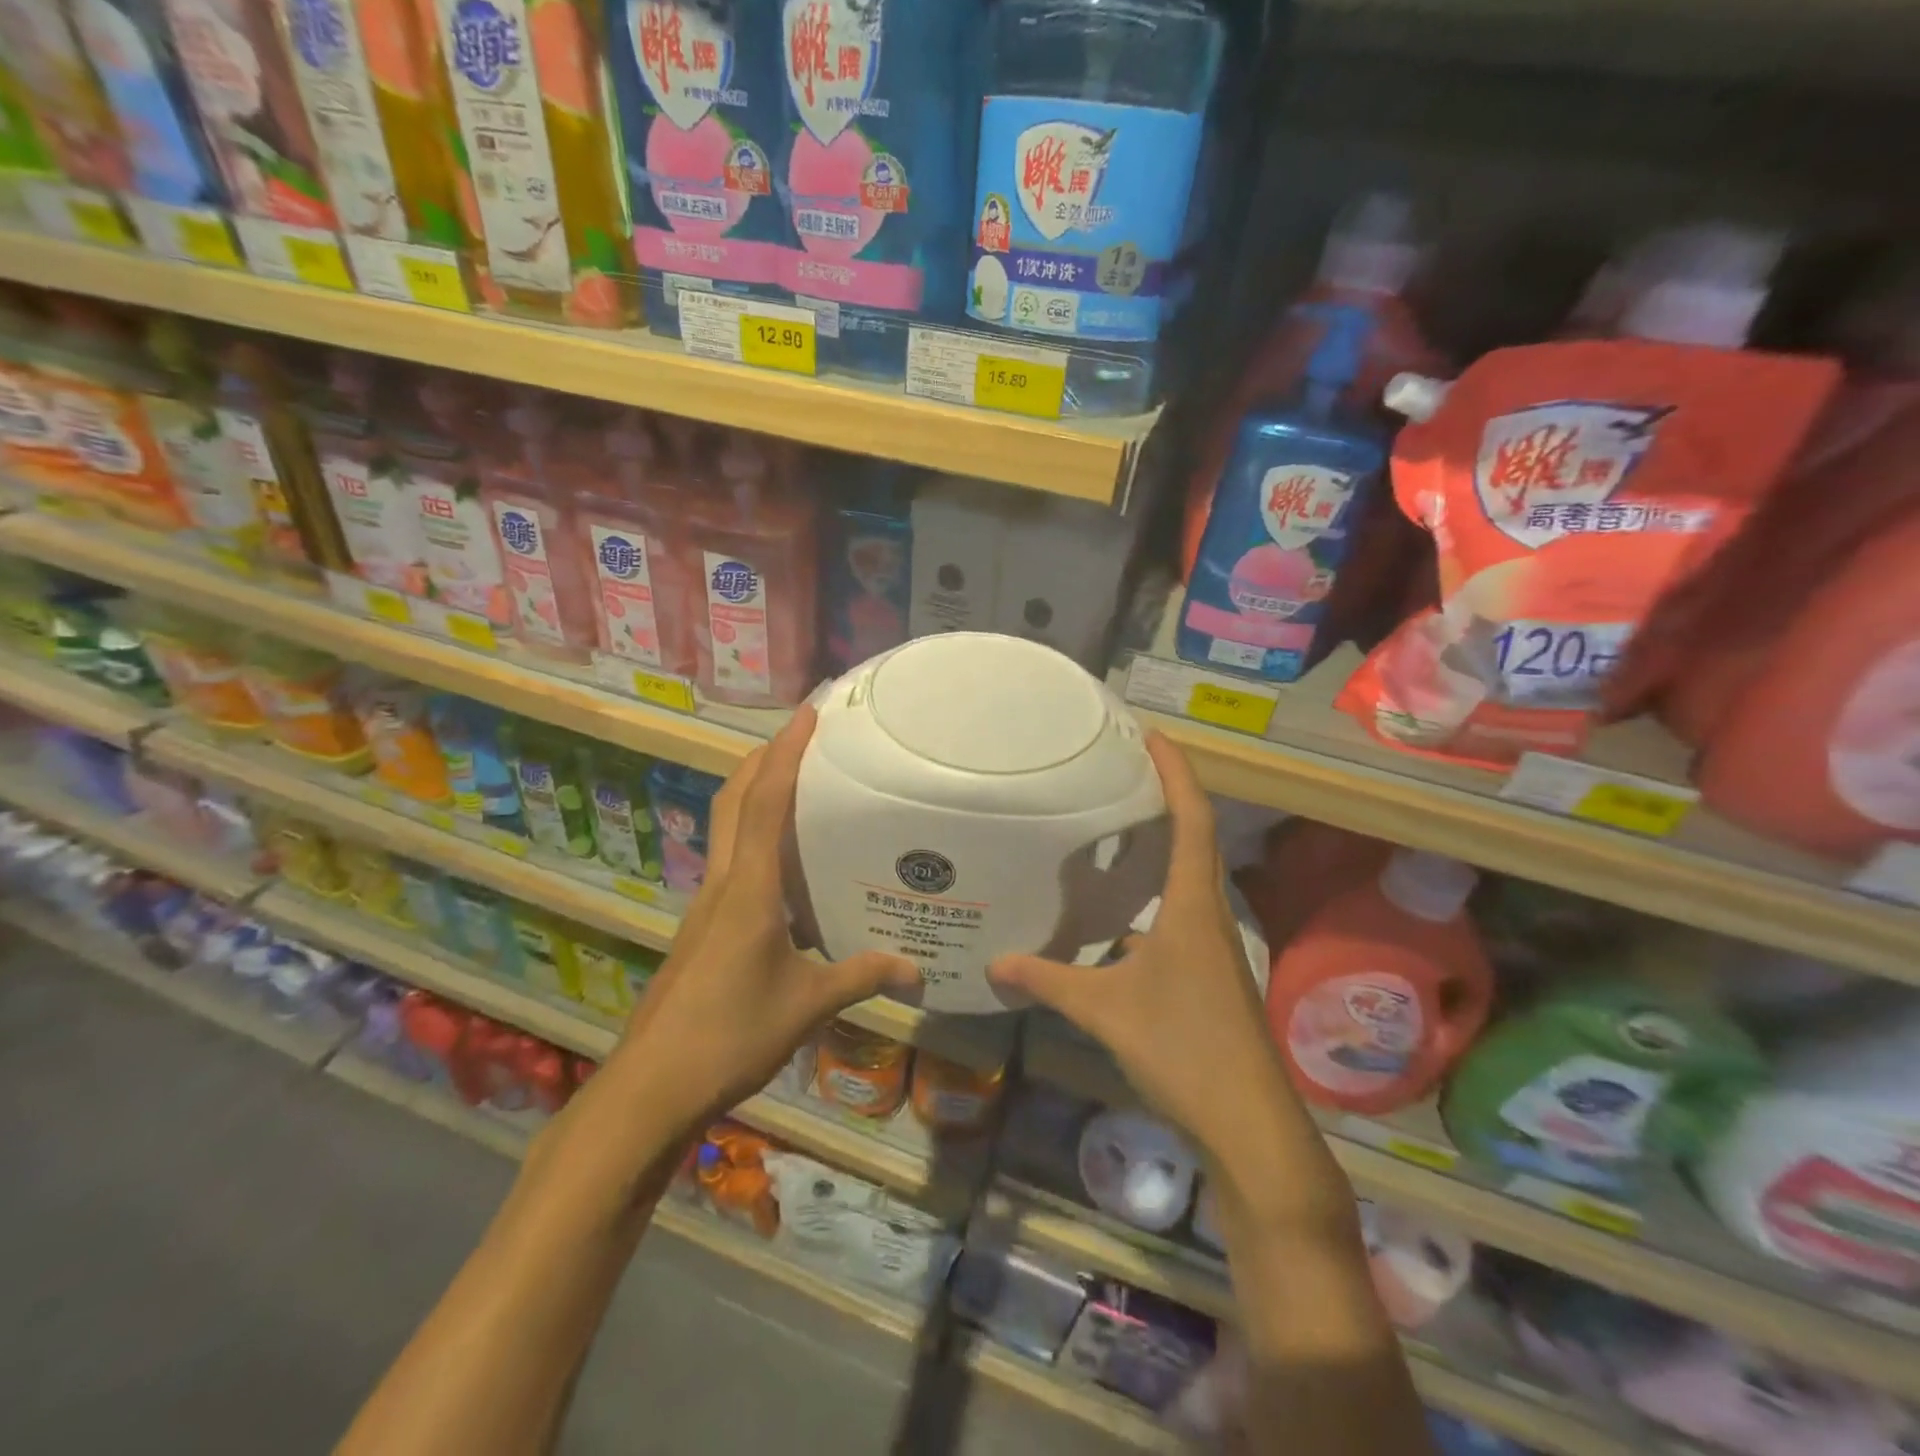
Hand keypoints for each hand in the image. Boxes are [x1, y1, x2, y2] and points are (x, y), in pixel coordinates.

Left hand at [611, 706, 918, 1133]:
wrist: (653, 1085)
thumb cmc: (731, 1035)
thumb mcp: (807, 1005)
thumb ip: (862, 977)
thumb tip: (917, 972)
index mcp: (749, 889)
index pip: (766, 803)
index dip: (785, 753)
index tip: (807, 714)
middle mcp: (723, 883)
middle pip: (734, 801)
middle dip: (764, 759)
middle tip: (803, 737)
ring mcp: (707, 905)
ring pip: (727, 827)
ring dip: (755, 793)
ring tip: (800, 783)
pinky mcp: (703, 927)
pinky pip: (731, 861)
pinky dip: (755, 836)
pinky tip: (787, 862)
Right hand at [987, 733, 1291, 1156]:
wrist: (1249, 1121)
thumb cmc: (1183, 1048)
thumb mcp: (1106, 1010)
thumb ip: (1049, 981)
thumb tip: (994, 963)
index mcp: (1192, 905)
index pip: (1192, 819)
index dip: (1176, 772)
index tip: (1153, 735)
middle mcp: (1209, 913)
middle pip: (1196, 838)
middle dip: (1168, 796)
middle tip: (1125, 769)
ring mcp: (1213, 944)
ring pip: (1189, 876)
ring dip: (1164, 844)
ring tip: (1119, 826)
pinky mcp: (1209, 971)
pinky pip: (1182, 911)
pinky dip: (1155, 893)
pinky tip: (1120, 912)